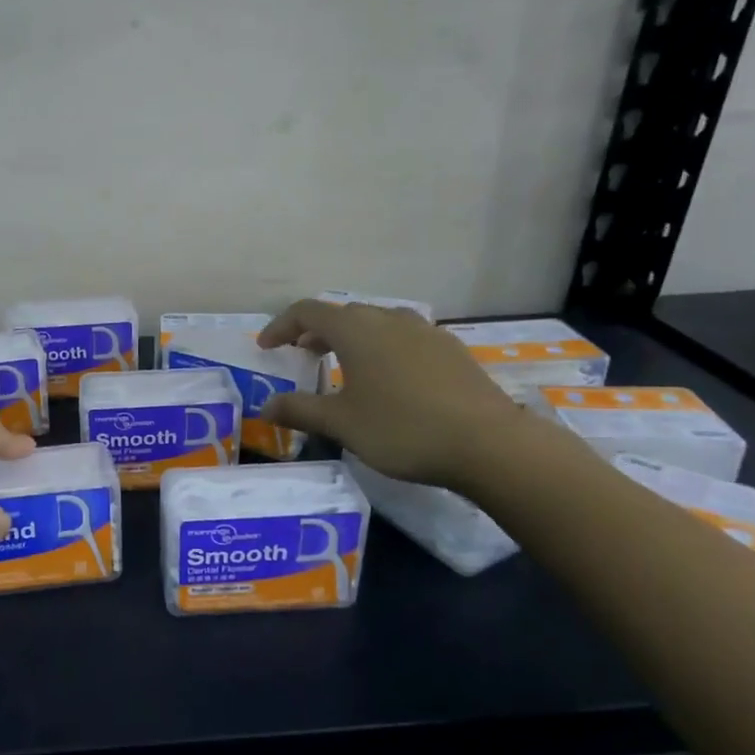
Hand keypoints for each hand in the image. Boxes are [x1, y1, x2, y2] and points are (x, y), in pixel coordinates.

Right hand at [255, 299, 521, 488]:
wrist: (487, 443)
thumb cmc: (402, 429)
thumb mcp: (341, 423)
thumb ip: (299, 410)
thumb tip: (266, 406)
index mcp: (356, 330)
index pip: (307, 311)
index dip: (281, 326)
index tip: (267, 347)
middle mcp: (389, 319)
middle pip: (343, 314)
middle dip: (316, 332)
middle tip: (302, 356)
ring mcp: (425, 331)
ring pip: (377, 324)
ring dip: (352, 338)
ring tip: (344, 366)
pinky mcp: (451, 349)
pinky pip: (404, 338)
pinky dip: (383, 348)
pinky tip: (389, 380)